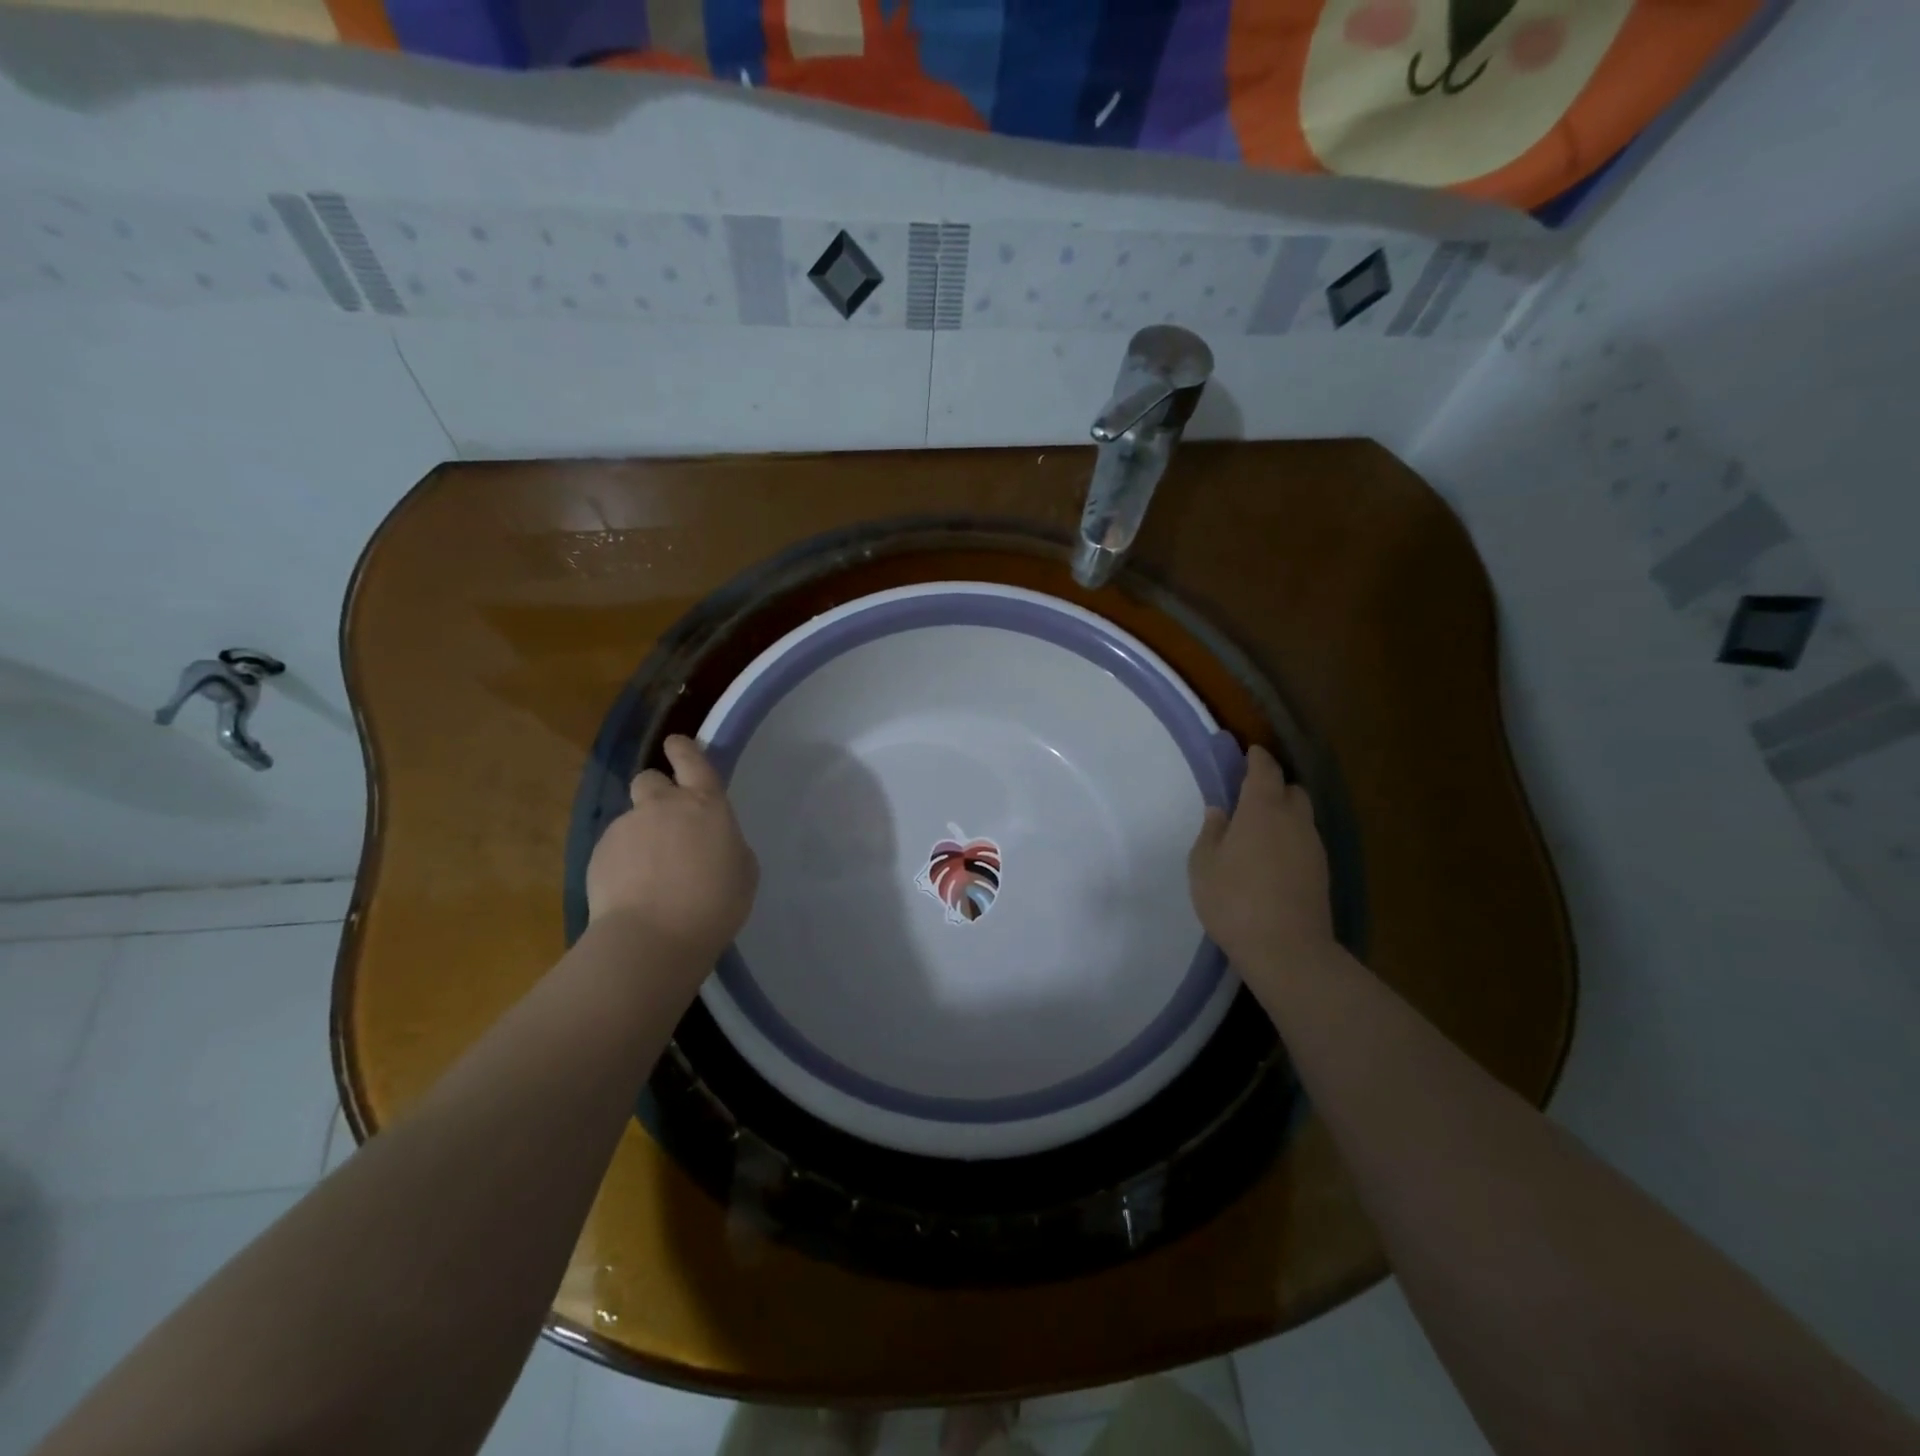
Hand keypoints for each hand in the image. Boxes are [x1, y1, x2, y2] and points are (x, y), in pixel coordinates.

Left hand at [586, 735, 758, 965]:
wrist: (652, 937)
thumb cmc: (714, 903)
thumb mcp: (744, 871)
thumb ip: (728, 844)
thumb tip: (713, 842)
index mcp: (705, 804)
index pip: (692, 761)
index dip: (683, 750)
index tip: (676, 745)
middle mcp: (663, 805)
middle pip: (650, 779)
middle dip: (656, 792)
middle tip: (666, 823)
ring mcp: (626, 827)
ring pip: (632, 818)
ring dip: (641, 834)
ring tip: (650, 872)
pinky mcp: (599, 853)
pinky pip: (614, 847)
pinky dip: (622, 861)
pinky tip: (632, 890)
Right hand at [1188, 745, 1334, 988]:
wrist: (1287, 949)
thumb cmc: (1234, 900)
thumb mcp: (1204, 864)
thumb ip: (1211, 832)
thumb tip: (1220, 811)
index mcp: (1263, 809)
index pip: (1264, 769)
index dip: (1256, 758)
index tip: (1248, 752)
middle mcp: (1294, 820)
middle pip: (1291, 790)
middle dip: (1274, 786)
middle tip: (1249, 798)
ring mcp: (1313, 847)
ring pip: (1301, 817)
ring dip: (1283, 816)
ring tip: (1258, 833)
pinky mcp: (1322, 873)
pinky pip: (1305, 842)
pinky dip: (1290, 841)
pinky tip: (1272, 860)